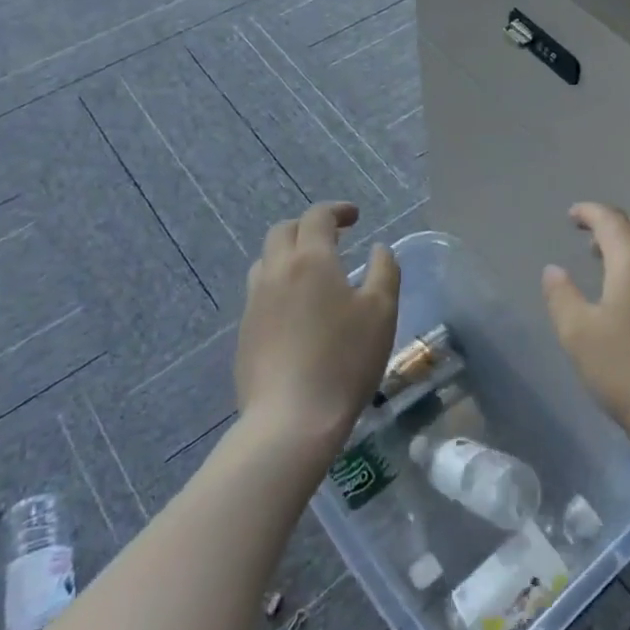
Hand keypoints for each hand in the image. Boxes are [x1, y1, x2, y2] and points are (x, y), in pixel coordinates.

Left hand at [236, 202, 399, 450]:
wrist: (291, 419)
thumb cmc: (345, 359)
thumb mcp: (382, 311)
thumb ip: (384, 270)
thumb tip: (378, 248)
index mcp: (311, 260)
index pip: (317, 216)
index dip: (337, 210)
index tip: (356, 218)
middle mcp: (276, 272)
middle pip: (283, 231)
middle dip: (308, 227)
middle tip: (335, 239)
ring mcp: (254, 303)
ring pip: (266, 261)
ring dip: (290, 254)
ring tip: (314, 273)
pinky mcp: (245, 332)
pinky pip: (260, 292)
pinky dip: (280, 284)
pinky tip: (298, 311)